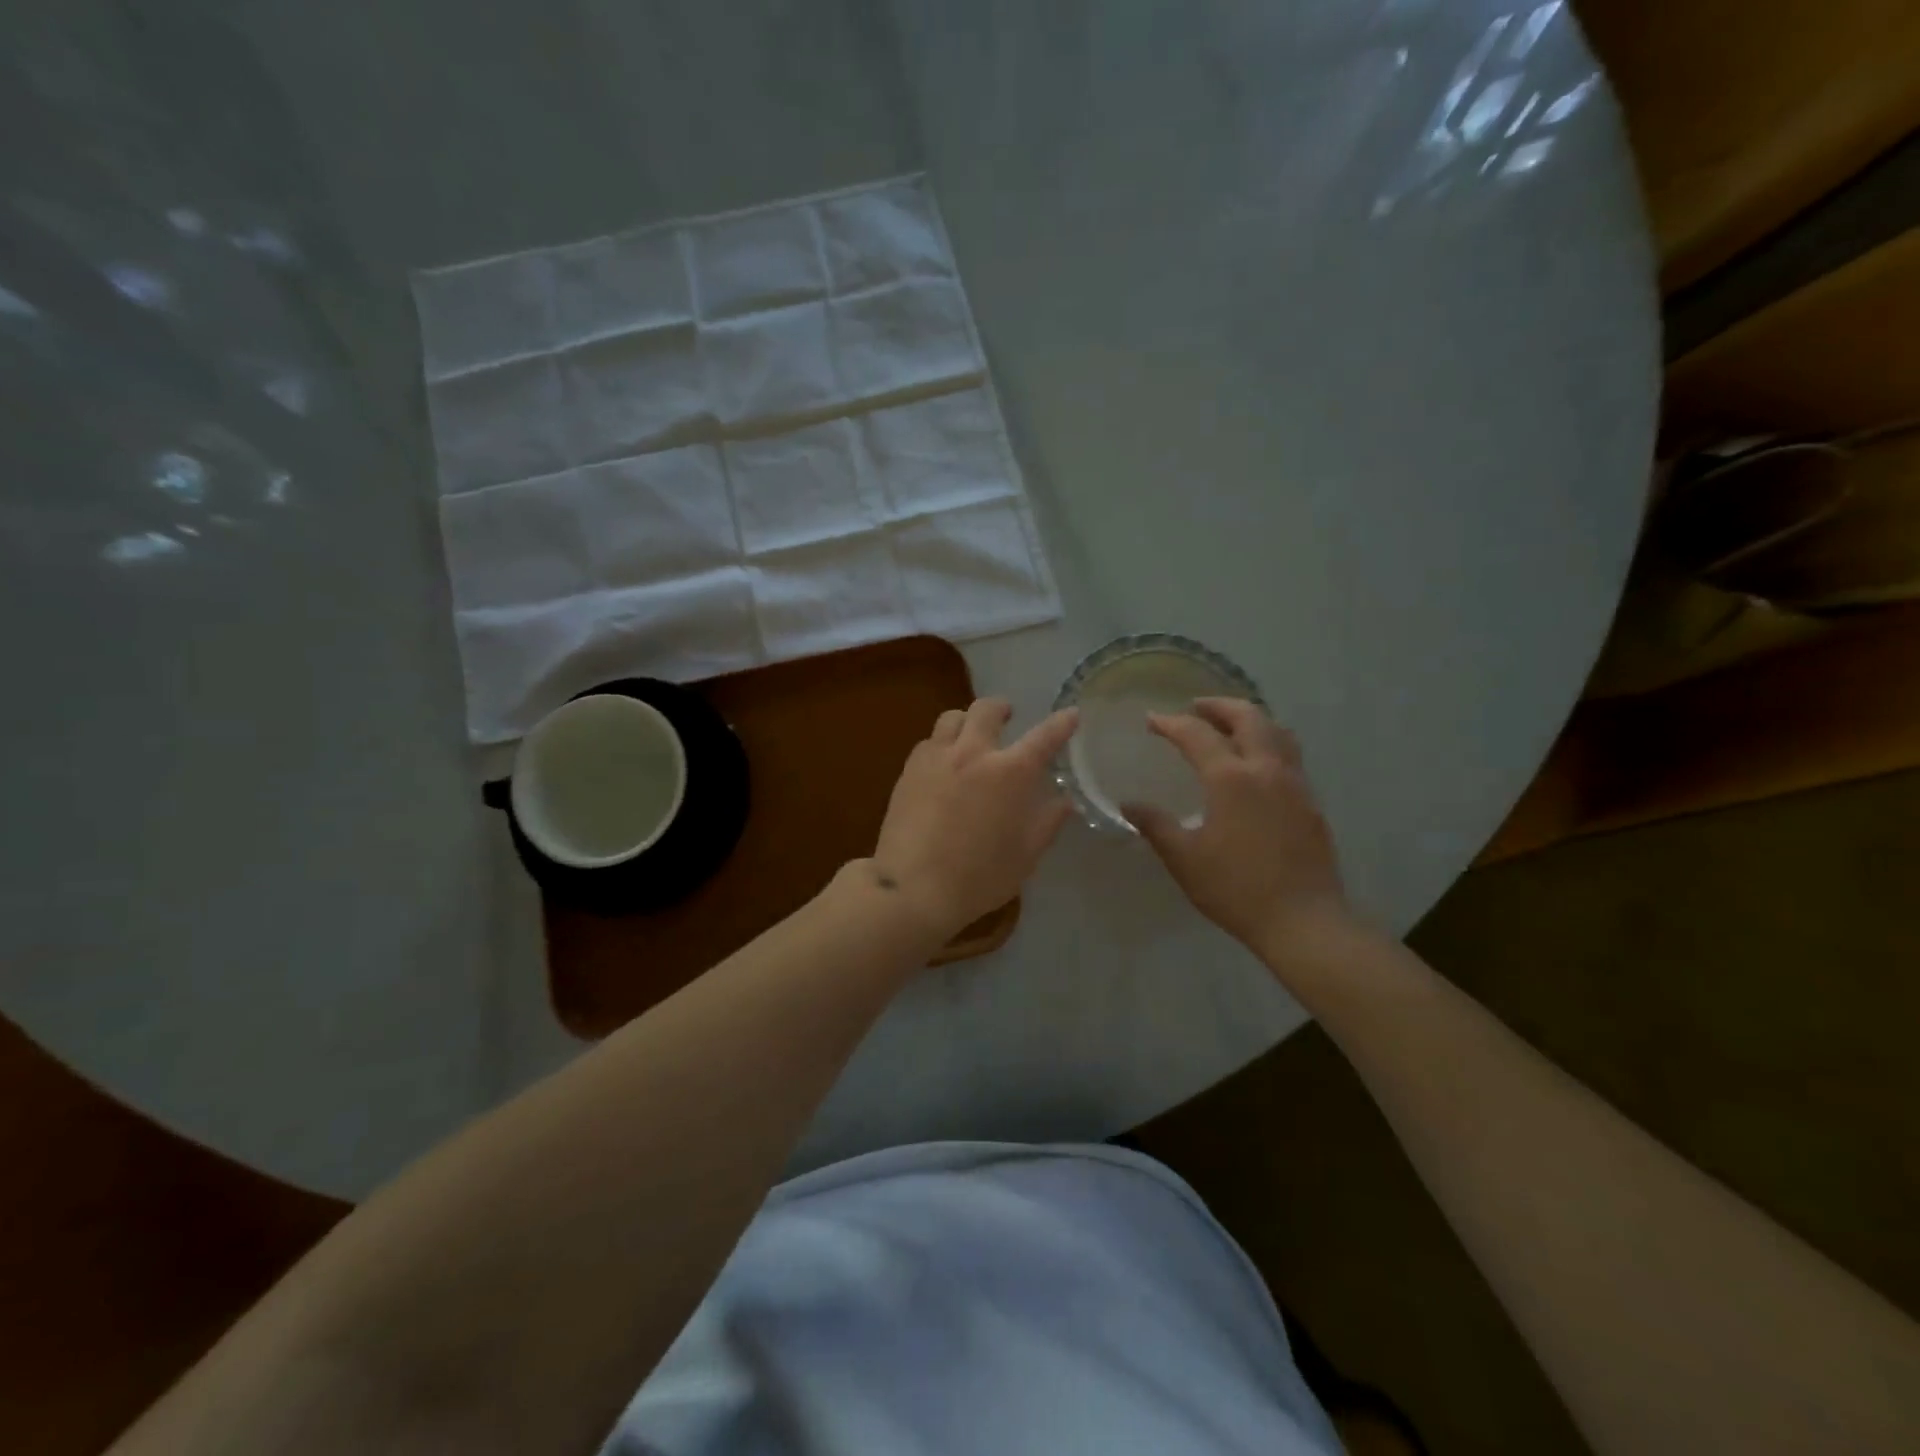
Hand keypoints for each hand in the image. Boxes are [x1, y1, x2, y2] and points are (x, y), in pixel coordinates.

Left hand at [868, 698, 1078, 940]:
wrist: (912, 887)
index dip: (1061, 723)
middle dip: (1002, 708)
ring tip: (971, 736)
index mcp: (1010, 773)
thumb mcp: (1025, 856)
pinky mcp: (909, 769)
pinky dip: (942, 743)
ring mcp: (937, 757)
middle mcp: (973, 753)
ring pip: (952, 717)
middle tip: (1008, 717)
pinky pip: (929, 741)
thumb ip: (1047, 822)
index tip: (1070, 714)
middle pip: (987, 710)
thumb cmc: (978, 877)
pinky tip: (943, 763)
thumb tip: (1064, 801)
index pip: (1044, 736)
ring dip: (967, 720)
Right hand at [1123, 698, 1354, 961]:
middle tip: (1195, 707)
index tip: (1152, 720)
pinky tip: (1254, 765)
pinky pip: (1289, 754)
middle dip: (1218, 706)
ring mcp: (1294, 783)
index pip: (1196, 734)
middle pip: (1247, 716)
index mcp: (1230, 778)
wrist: (1303, 920)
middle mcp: (1266, 769)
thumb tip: (1129, 804)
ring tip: (1228, 726)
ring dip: (1249, 719)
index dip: (1170, 723)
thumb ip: (1155, 825)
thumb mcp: (1184, 859)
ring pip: (1276, 731)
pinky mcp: (1310, 801)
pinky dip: (1267, 742)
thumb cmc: (1236, 889)